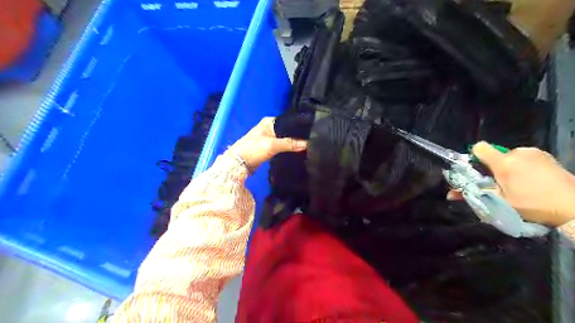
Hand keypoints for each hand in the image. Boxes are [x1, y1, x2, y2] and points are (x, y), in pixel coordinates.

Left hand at [231, 116, 309, 171]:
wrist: (238, 164)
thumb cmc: (253, 149)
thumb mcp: (272, 145)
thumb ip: (290, 144)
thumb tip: (308, 144)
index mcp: (270, 121)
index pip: (289, 122)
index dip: (299, 127)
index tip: (312, 133)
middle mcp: (270, 127)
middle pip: (288, 131)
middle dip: (298, 136)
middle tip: (312, 141)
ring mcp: (269, 138)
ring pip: (285, 139)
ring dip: (293, 143)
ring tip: (308, 146)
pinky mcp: (269, 148)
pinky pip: (282, 146)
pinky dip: (288, 149)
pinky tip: (297, 152)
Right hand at [449, 142, 574, 226]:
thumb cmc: (533, 205)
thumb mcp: (500, 202)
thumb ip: (473, 194)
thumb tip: (449, 194)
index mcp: (504, 162)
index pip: (479, 148)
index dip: (475, 157)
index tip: (478, 171)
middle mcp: (518, 153)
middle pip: (495, 154)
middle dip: (494, 167)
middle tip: (501, 184)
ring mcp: (534, 152)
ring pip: (511, 156)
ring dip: (509, 166)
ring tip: (519, 183)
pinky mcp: (547, 156)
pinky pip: (525, 157)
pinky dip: (523, 166)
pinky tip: (533, 179)